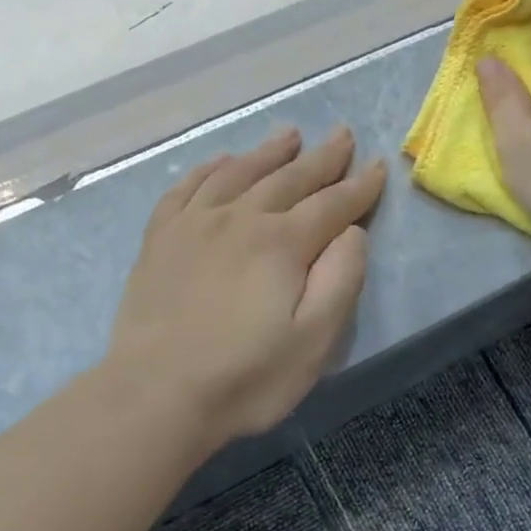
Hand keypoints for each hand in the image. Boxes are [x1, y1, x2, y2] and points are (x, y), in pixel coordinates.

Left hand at [106, 127, 386, 446]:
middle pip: (288, 178)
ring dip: (268, 153)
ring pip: (238, 173)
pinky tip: (221, 161)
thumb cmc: (245, 377)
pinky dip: (208, 168)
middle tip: (341, 134)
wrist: (154, 396)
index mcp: (282, 243)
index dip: (358, 186)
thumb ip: (340, 280)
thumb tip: (351, 232)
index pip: (331, 204)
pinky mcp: (160, 239)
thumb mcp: (314, 341)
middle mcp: (239, 218)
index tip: (376, 166)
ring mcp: (194, 224)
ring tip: (289, 134)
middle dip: (321, 158)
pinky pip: (187, 187)